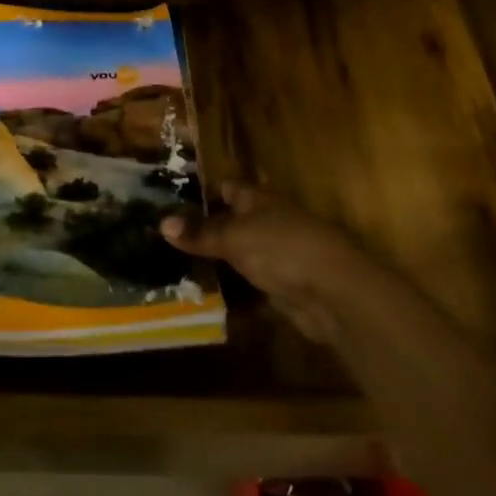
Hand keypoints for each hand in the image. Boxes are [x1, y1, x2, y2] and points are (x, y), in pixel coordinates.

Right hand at [162, 183, 378, 341]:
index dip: (200, 195)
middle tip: (164, 247)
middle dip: (202, 236)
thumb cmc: (281, 248)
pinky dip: (233, 300)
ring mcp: (277, 258)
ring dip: (215, 270)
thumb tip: (161, 222)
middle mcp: (268, 224)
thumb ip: (200, 232)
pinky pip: (250, 292)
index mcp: (258, 200)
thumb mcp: (233, 236)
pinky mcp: (283, 291)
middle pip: (230, 226)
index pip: (226, 188)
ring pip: (238, 260)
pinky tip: (205, 306)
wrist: (334, 293)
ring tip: (176, 278)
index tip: (169, 206)